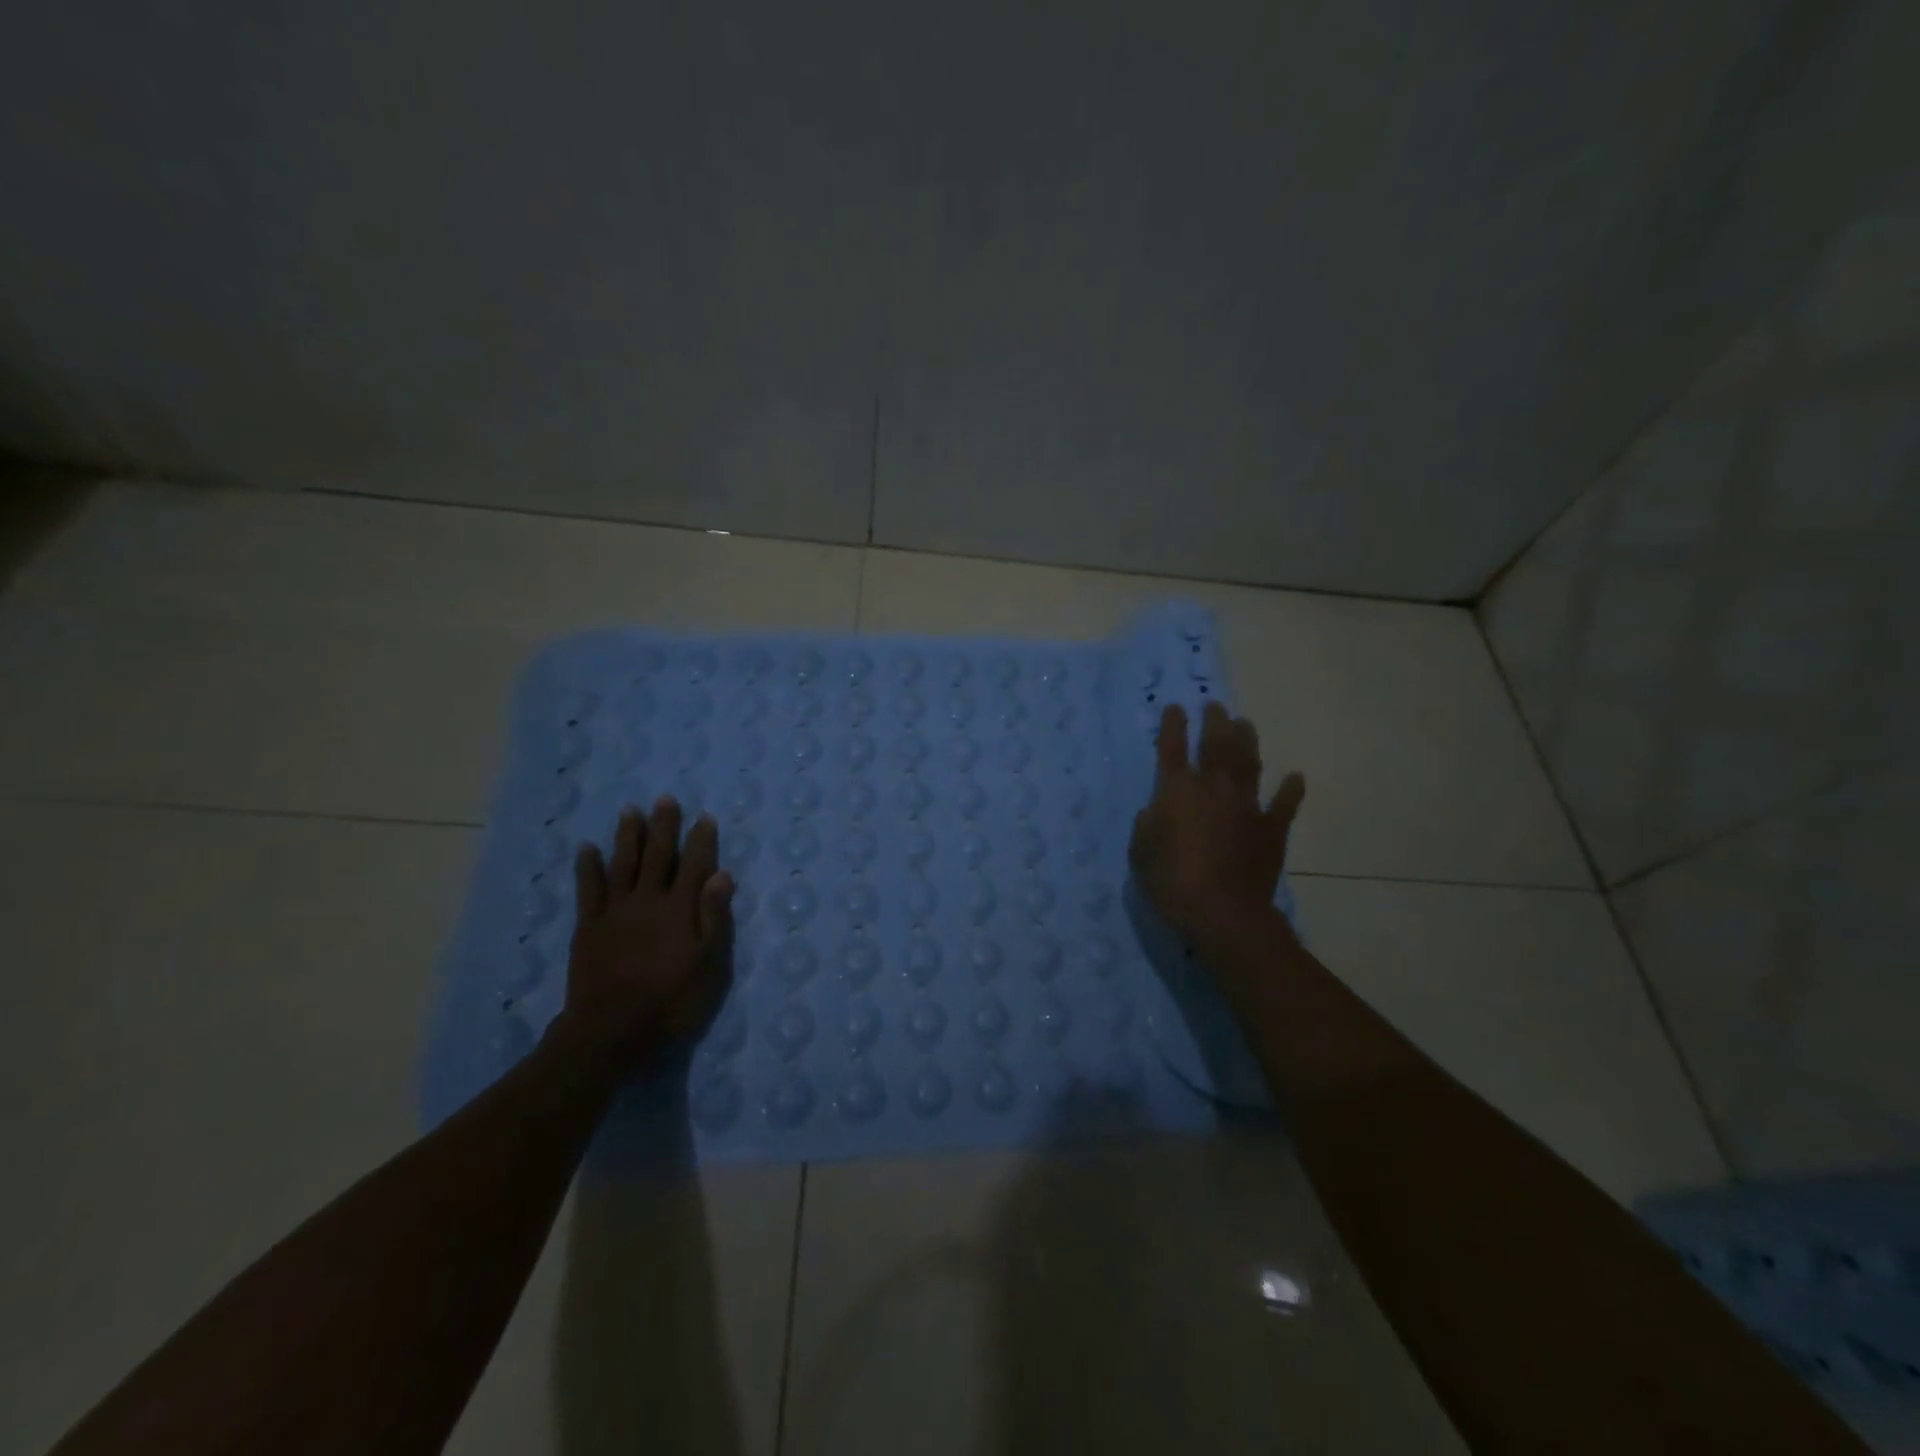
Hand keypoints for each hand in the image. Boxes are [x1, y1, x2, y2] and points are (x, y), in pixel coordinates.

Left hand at [557, 797, 734, 1070]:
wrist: (611, 1031)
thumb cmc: (670, 1001)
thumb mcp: (708, 965)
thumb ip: (714, 918)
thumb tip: (722, 874)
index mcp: (680, 909)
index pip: (694, 865)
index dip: (700, 840)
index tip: (704, 817)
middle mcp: (648, 900)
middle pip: (658, 856)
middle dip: (663, 827)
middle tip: (665, 799)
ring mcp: (615, 911)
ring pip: (623, 863)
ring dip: (628, 836)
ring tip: (630, 810)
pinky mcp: (589, 925)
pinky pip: (589, 889)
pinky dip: (588, 867)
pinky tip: (587, 848)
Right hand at [1129, 702, 1304, 960]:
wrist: (1224, 912)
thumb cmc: (1171, 882)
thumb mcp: (1140, 853)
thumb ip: (1147, 824)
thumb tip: (1157, 809)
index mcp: (1177, 791)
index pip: (1172, 748)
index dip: (1172, 726)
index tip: (1174, 708)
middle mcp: (1213, 787)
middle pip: (1216, 744)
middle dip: (1214, 721)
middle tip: (1214, 705)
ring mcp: (1247, 805)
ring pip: (1249, 762)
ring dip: (1247, 740)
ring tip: (1244, 723)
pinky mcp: (1272, 828)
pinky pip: (1284, 803)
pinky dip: (1290, 790)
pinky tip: (1295, 777)